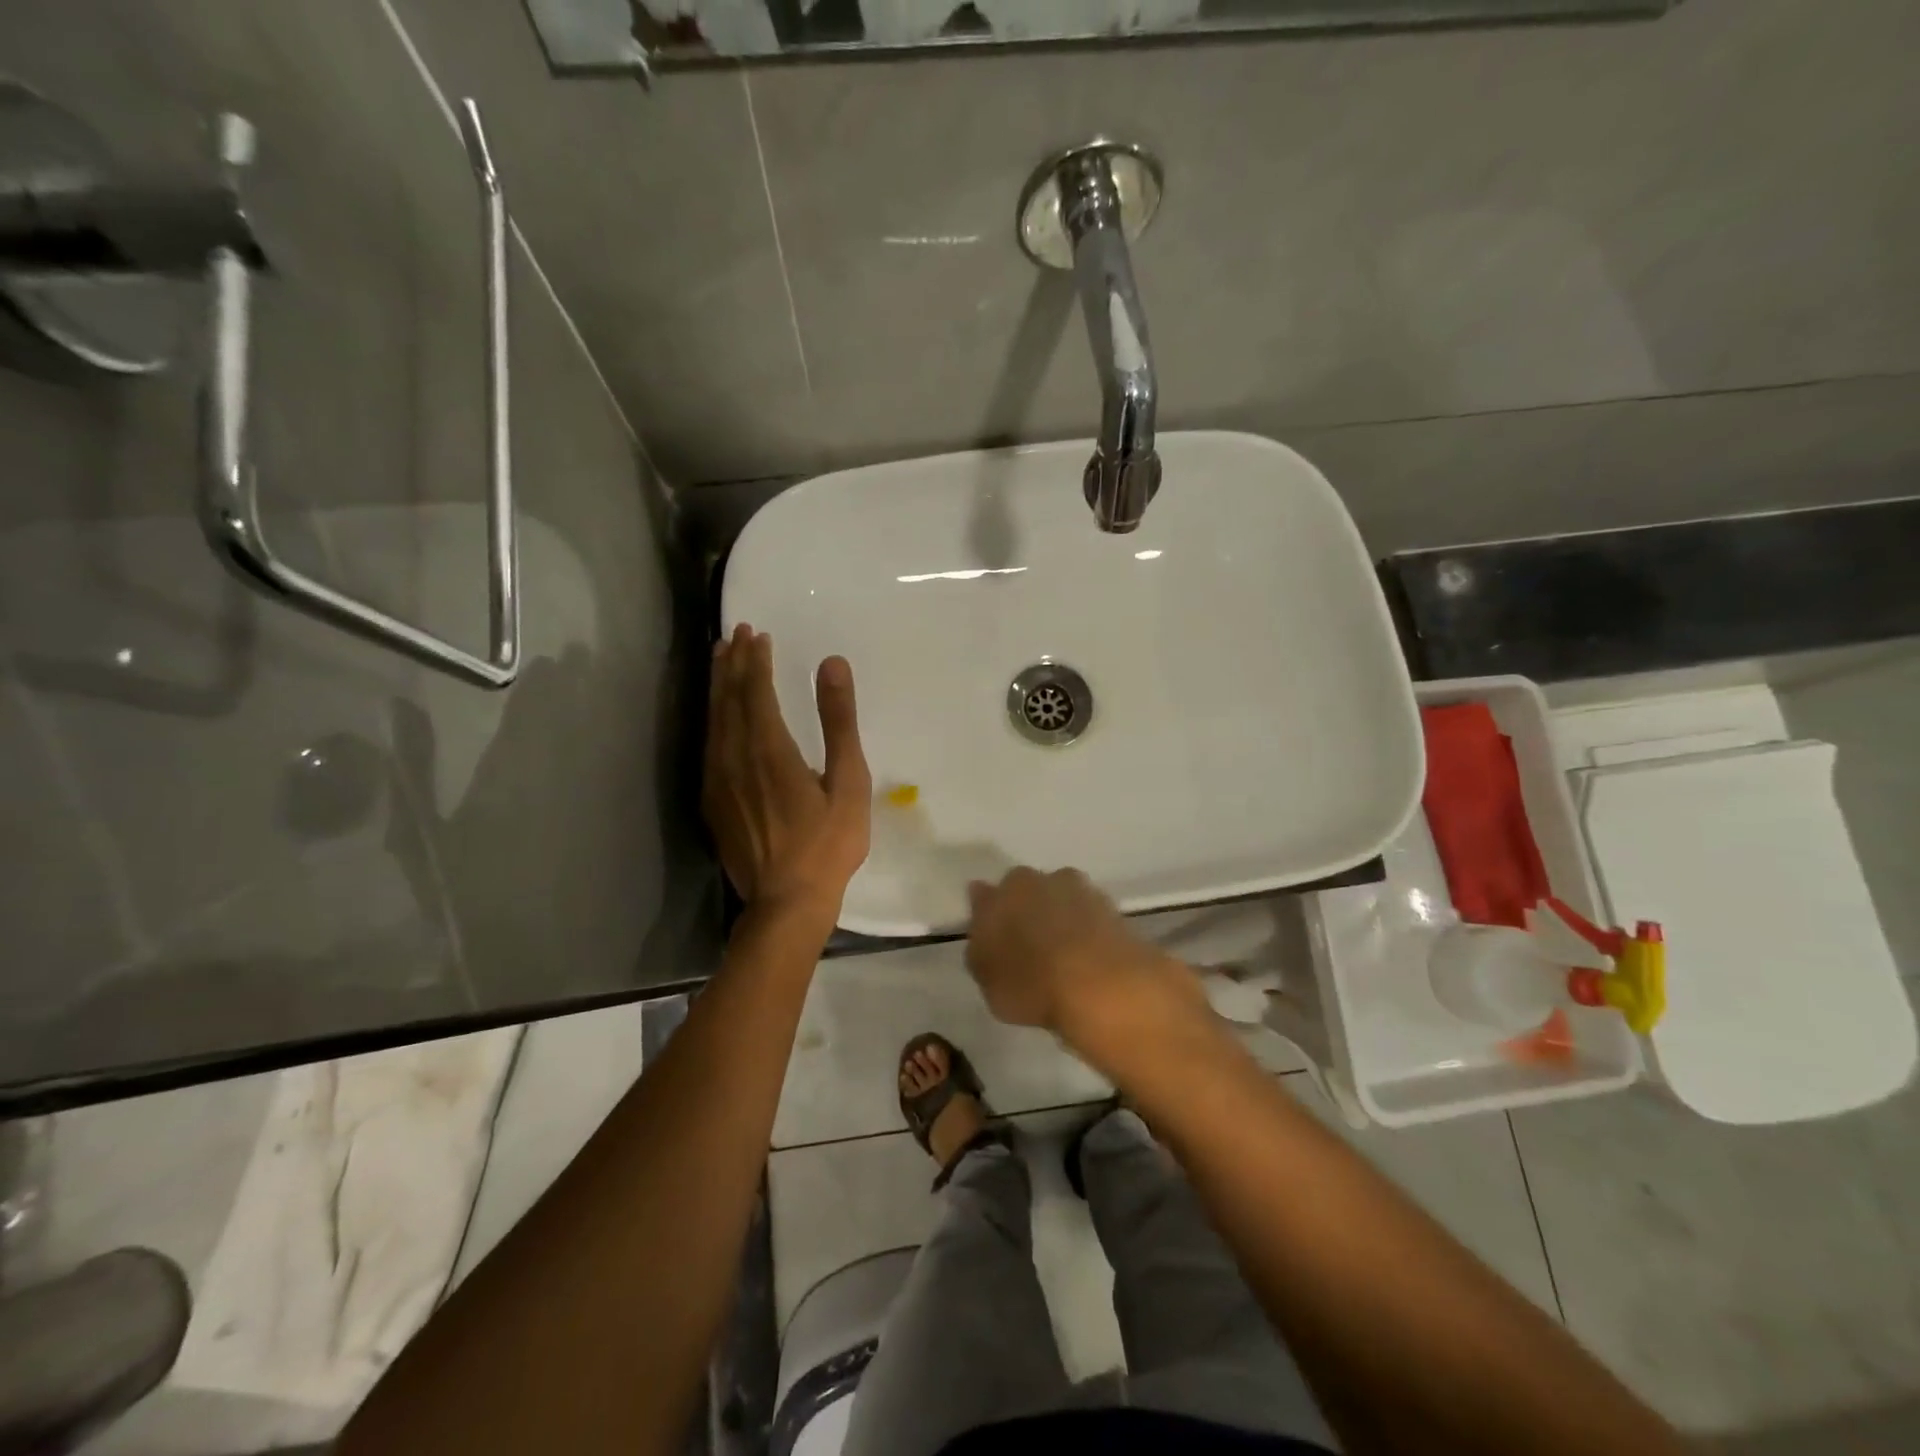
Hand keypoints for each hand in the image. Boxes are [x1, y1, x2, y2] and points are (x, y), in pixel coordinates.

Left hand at [703, 625, 871, 922]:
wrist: (786, 902)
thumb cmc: (827, 844)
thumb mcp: (849, 782)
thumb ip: (839, 721)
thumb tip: (831, 664)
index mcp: (770, 750)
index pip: (755, 691)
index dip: (754, 660)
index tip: (756, 633)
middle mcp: (735, 758)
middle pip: (728, 700)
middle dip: (732, 664)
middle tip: (736, 634)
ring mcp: (718, 781)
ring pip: (714, 721)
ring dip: (718, 687)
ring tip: (721, 659)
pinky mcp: (713, 802)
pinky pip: (708, 746)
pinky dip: (713, 719)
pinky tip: (718, 715)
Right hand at [964, 867, 1205, 1048]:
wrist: (1102, 985)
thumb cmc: (1032, 983)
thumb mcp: (987, 979)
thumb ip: (980, 946)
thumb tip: (982, 919)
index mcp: (1004, 891)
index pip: (986, 896)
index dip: (988, 915)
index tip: (991, 937)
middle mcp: (1039, 880)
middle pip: (1026, 890)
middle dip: (1026, 910)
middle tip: (1027, 946)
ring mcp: (1080, 890)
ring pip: (1061, 899)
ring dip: (1059, 917)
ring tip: (1061, 954)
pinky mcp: (1112, 908)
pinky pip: (1088, 917)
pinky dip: (1086, 932)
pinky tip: (1086, 957)